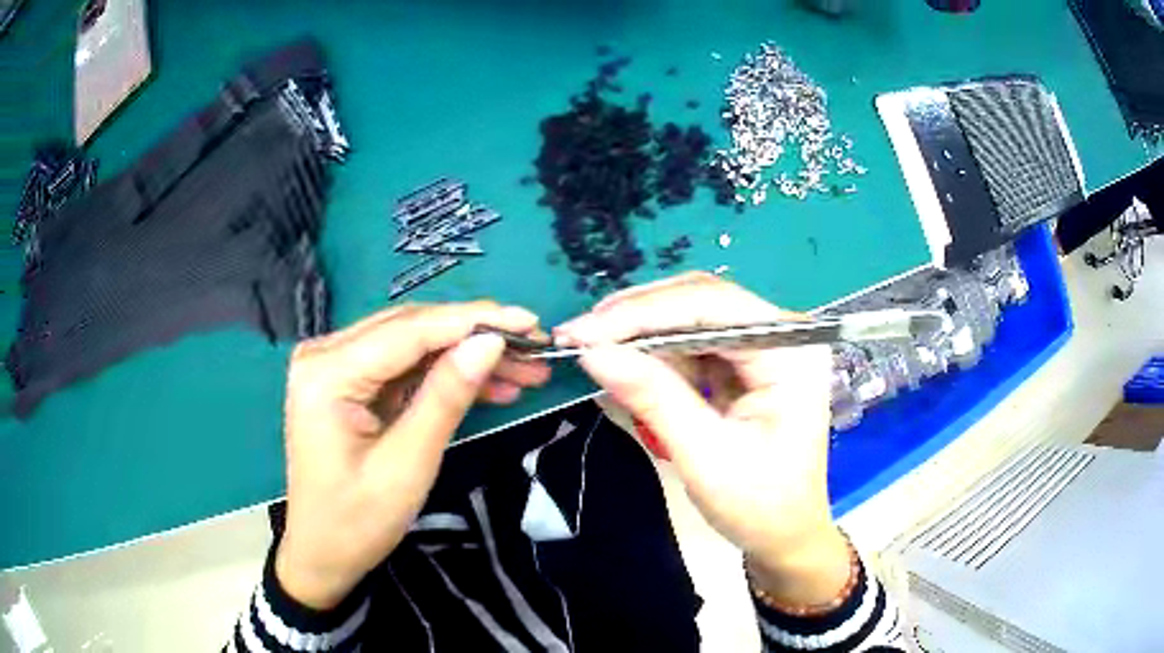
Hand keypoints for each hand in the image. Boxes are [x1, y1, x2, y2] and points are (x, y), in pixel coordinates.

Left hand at [276, 302, 549, 609]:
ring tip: (525, 371)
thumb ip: (446, 396)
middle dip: (476, 337)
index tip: (530, 321)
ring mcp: (335, 367)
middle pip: (413, 329)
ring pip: (414, 346)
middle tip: (535, 348)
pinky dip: (446, 376)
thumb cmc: (357, 521)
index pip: (411, 329)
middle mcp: (326, 355)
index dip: (474, 321)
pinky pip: (406, 368)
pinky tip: (491, 387)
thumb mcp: (408, 464)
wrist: (322, 553)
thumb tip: (490, 342)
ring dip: (467, 356)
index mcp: (328, 372)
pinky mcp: (350, 383)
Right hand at [556, 272, 849, 605]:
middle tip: (578, 334)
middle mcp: (783, 335)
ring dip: (641, 330)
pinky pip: (694, 342)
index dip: (643, 313)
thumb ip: (653, 396)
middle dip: (638, 316)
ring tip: (592, 346)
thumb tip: (592, 351)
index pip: (712, 306)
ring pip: (693, 315)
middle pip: (702, 301)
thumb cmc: (759, 504)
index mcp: (791, 351)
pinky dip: (655, 351)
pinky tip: (624, 360)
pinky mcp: (747, 363)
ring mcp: (765, 346)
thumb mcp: (704, 454)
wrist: (784, 534)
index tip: (583, 331)